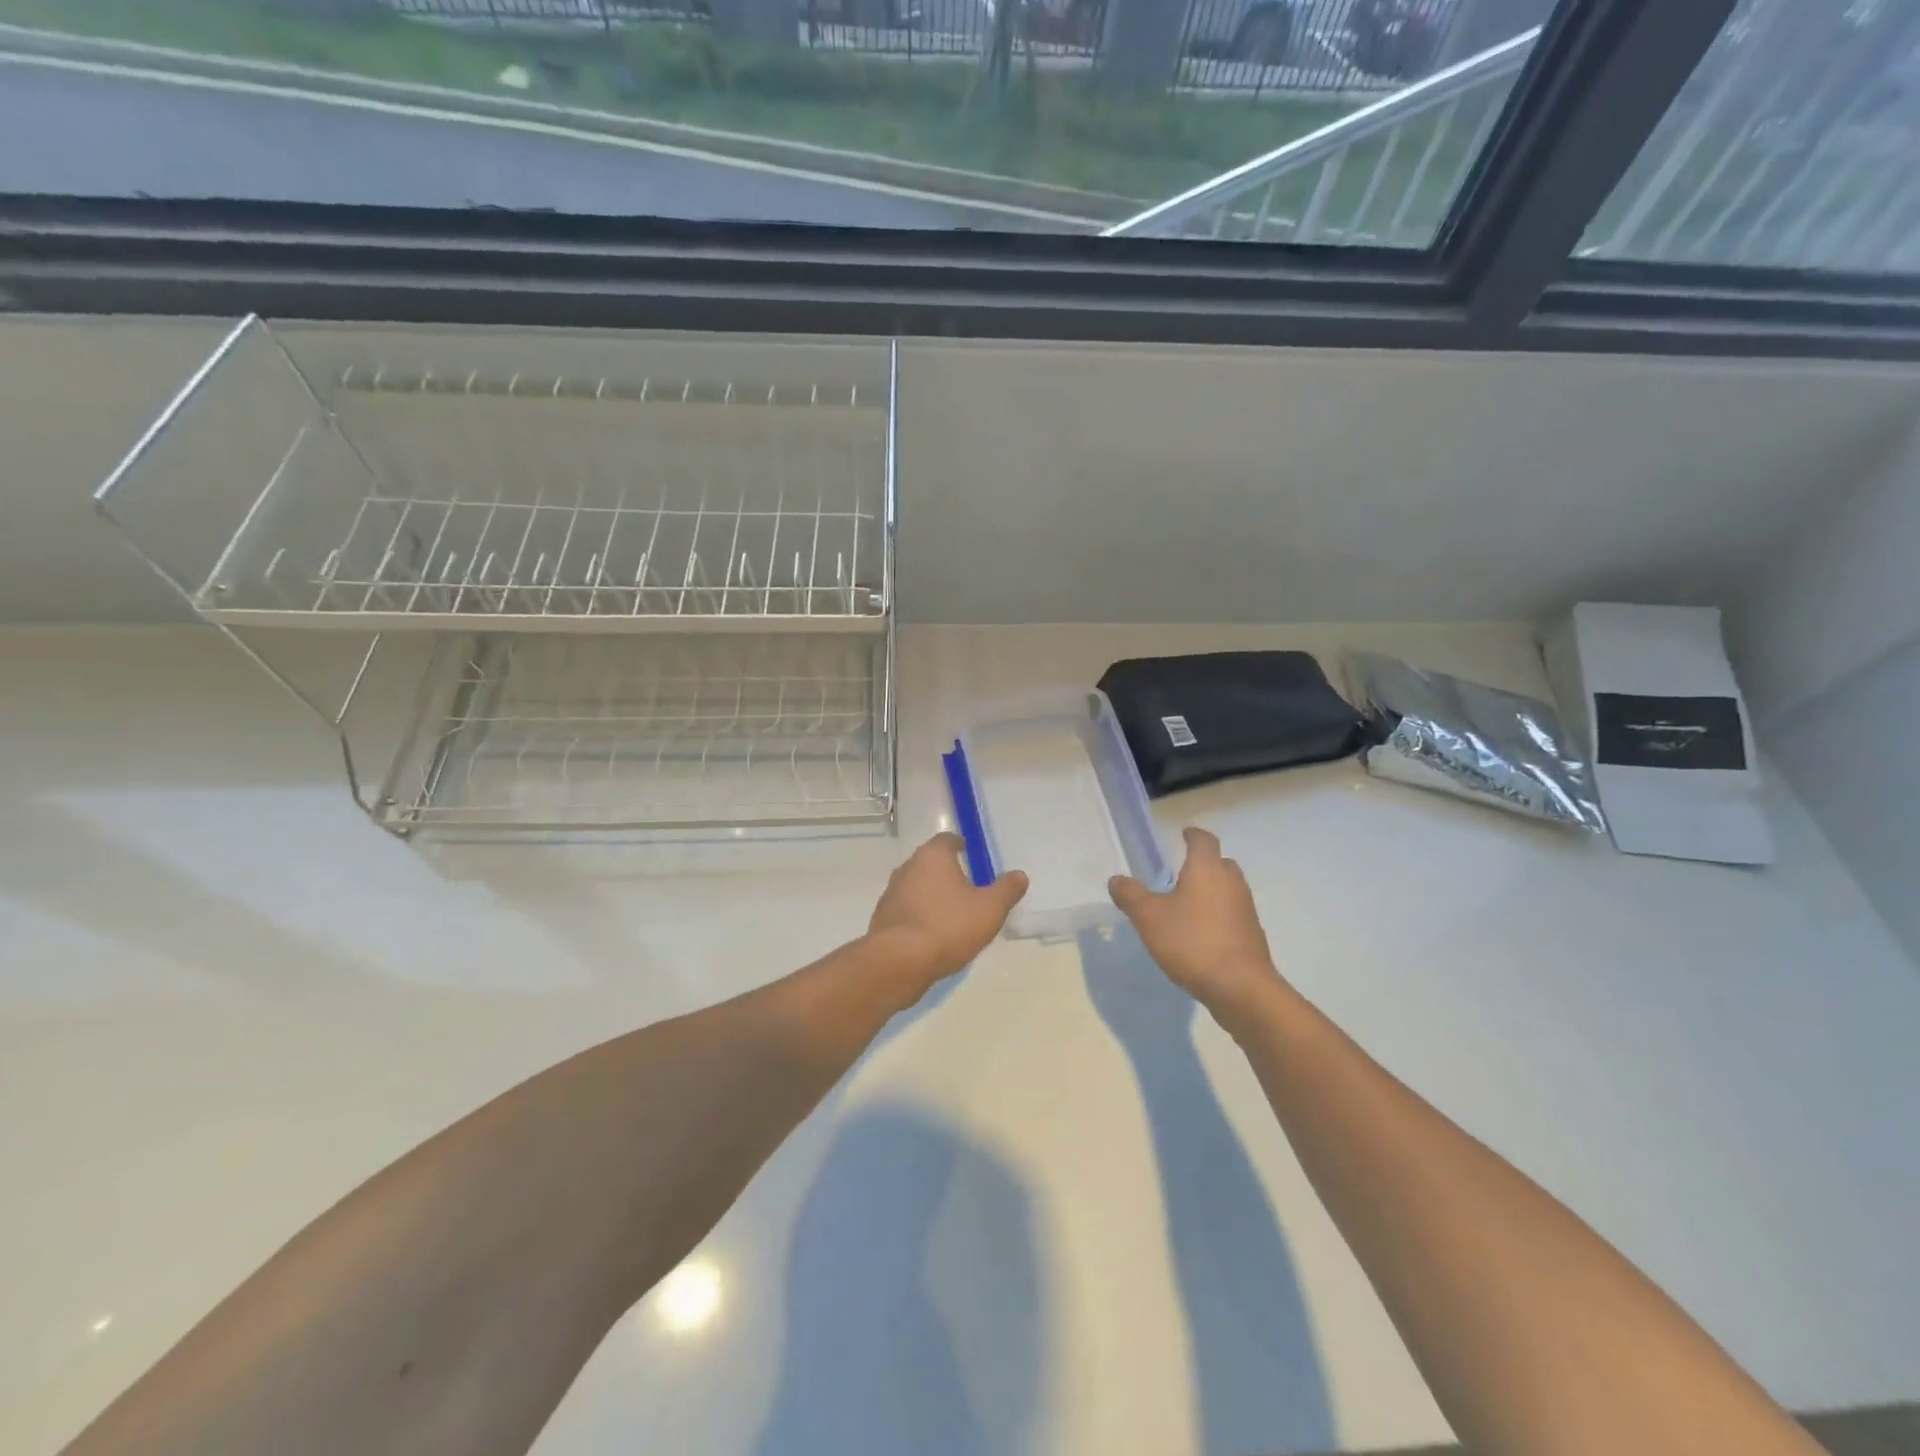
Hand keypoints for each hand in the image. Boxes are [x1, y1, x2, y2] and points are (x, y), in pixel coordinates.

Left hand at [868, 833, 1028, 990]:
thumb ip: (1006, 890)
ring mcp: (891, 893)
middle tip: (966, 887)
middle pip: (929, 862)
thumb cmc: (948, 926)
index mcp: (932, 856)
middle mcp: (907, 867)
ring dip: (931, 895)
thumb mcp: (990, 909)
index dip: (959, 845)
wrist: (899, 962)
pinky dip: (919, 915)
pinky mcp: (882, 918)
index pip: (946, 840)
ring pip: (916, 886)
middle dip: (946, 872)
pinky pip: (906, 910)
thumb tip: (1019, 875)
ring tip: (951, 914)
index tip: (969, 854)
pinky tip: (932, 934)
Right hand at [1109, 827, 1285, 1022]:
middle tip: (1180, 872)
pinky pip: (1232, 913)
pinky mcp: (1251, 934)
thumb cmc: (1192, 942)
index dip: (1192, 835)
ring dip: (1210, 891)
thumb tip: (1117, 879)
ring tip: (1185, 904)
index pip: (1203, 840)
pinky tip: (1199, 933)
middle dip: (1202, 863)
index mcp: (1207, 869)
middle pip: (1219, 863)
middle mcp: (1231, 882)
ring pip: (1227, 889)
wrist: (1240, 987)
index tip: (1183, 834)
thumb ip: (1131, 895)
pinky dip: (1217, 914)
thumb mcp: (1149, 918)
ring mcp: (1245, 909)